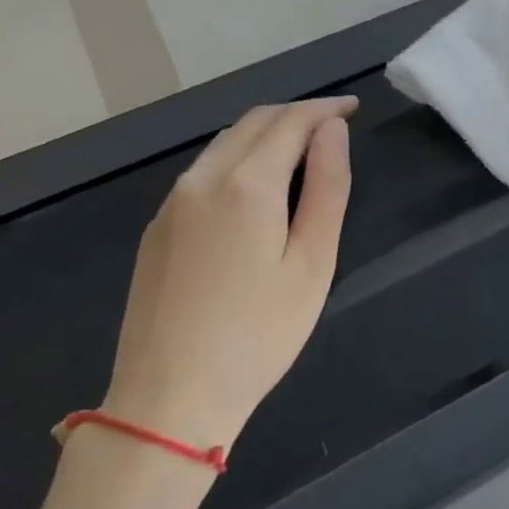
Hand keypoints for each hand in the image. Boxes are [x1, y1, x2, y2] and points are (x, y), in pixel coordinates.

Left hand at [103, 98, 355, 451]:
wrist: (168, 400)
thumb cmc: (258, 335)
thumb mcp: (312, 263)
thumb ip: (327, 188)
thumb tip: (333, 131)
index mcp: (247, 185)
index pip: (290, 122)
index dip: (324, 109)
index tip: (352, 108)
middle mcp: (203, 179)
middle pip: (253, 122)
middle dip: (295, 114)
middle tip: (332, 124)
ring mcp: (172, 203)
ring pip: (223, 143)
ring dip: (264, 132)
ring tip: (300, 147)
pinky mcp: (156, 228)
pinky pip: (202, 171)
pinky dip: (237, 157)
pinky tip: (254, 183)